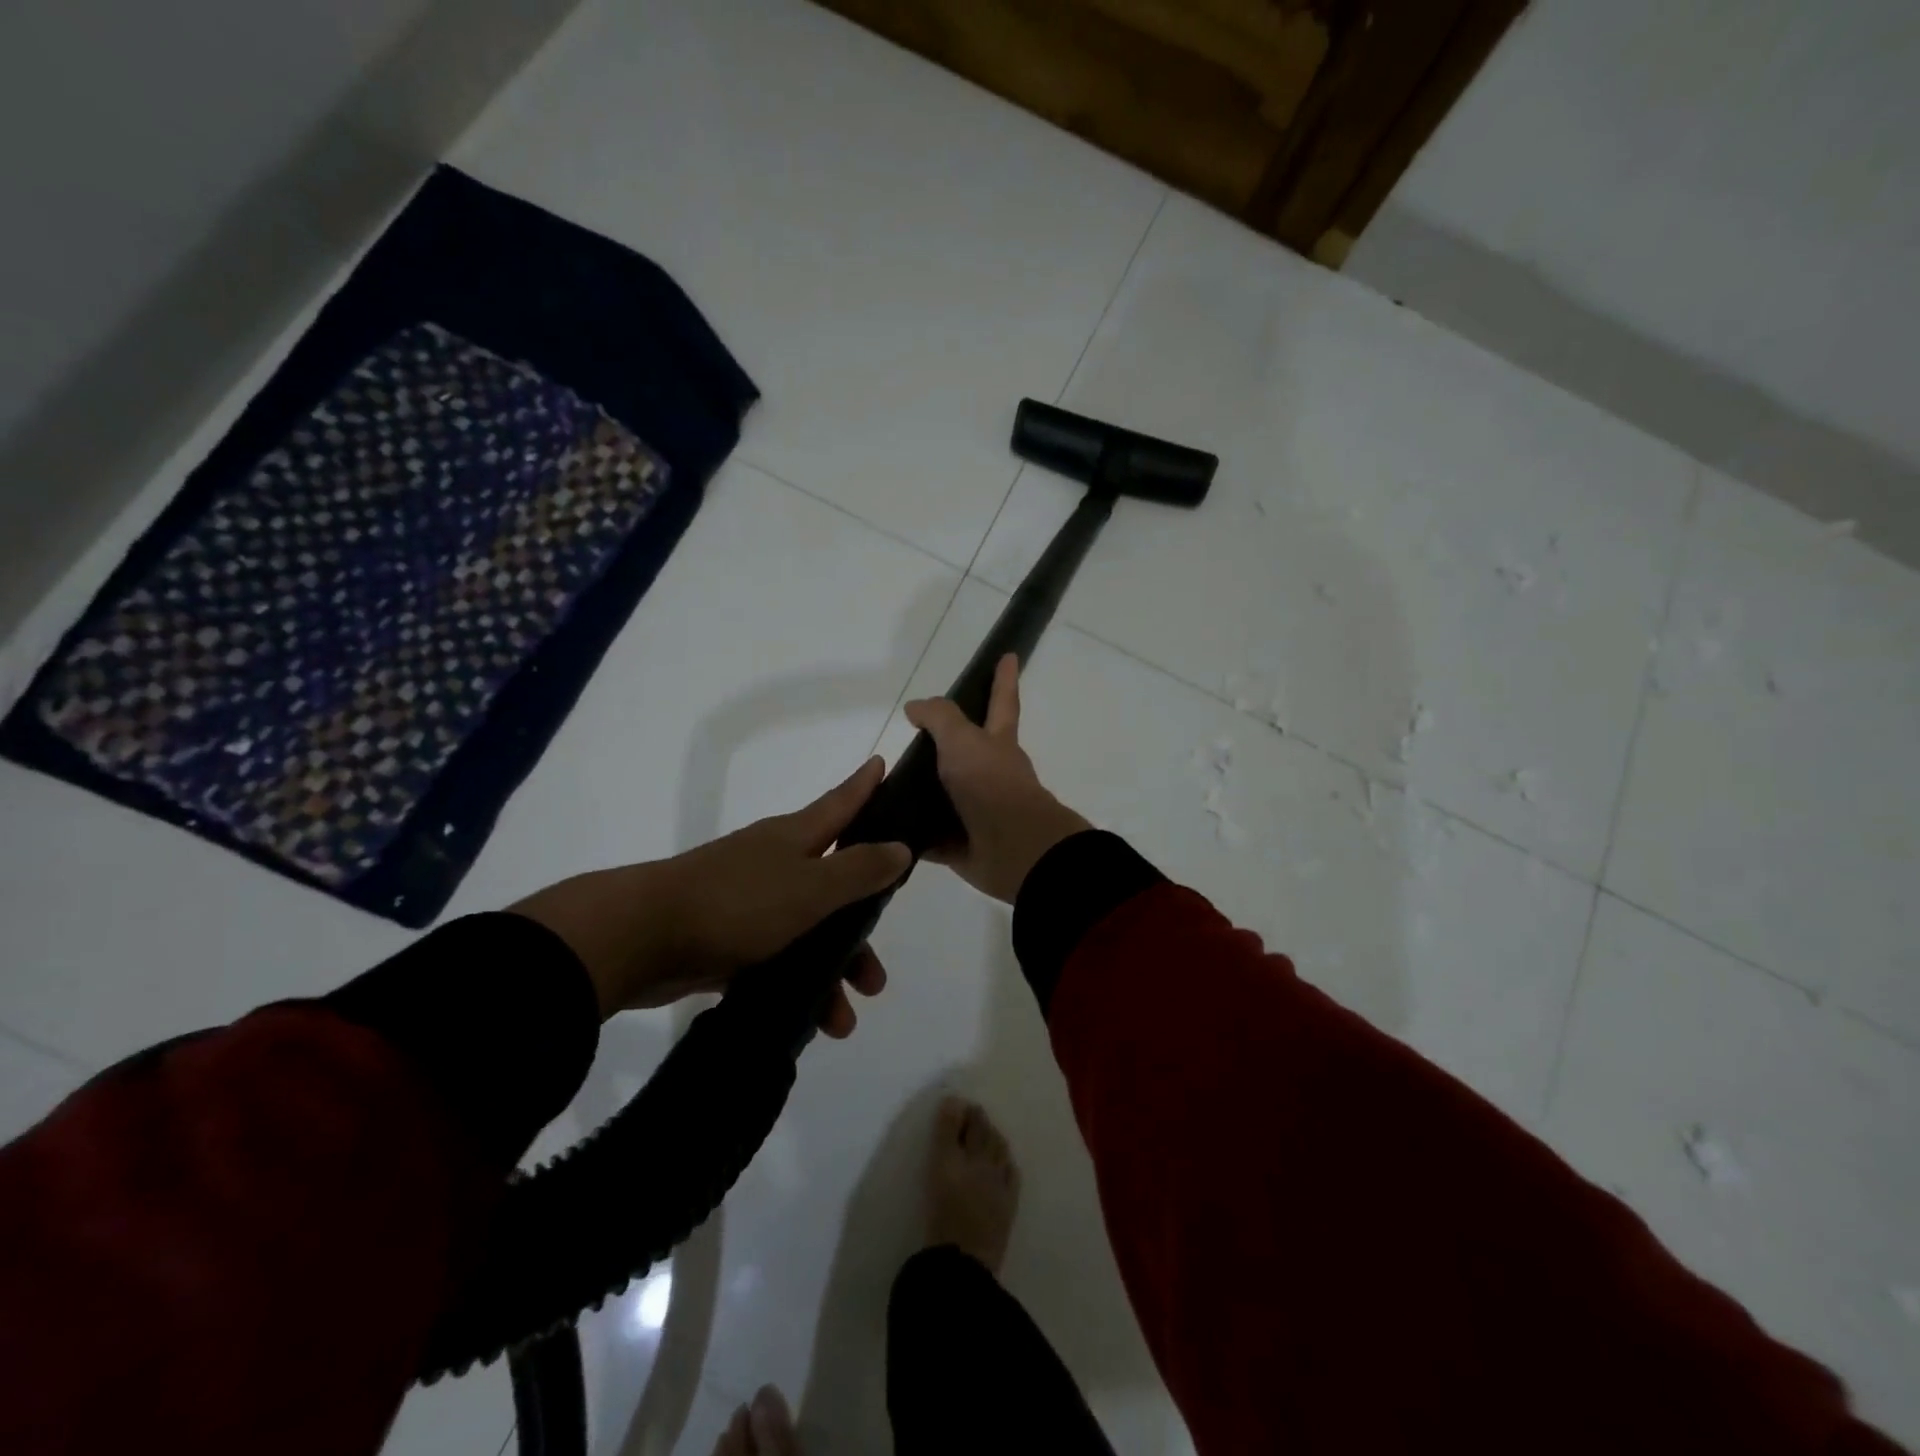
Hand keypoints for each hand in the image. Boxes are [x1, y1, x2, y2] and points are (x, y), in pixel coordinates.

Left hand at [510, 758, 909, 1032]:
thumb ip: (858, 870)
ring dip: (828, 974)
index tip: (882, 763)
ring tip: (842, 1022)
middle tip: (877, 976)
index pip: (841, 803)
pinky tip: (806, 1020)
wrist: (640, 937)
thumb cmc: (737, 903)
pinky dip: (794, 985)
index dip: (864, 785)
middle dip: (859, 932)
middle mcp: (775, 863)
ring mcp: (748, 900)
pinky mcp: (725, 937)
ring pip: (806, 932)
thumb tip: (901, 848)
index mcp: (795, 838)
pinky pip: (775, 959)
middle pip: (833, 886)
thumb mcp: (810, 887)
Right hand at [904, 653, 1090, 903]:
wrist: (1014, 849)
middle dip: (947, 744)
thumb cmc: (991, 784)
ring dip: (923, 790)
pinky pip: (930, 836)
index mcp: (998, 744)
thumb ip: (940, 718)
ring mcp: (978, 811)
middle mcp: (991, 774)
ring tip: (884, 783)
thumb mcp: (963, 740)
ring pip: (945, 795)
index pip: (1002, 701)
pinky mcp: (961, 844)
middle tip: (913, 736)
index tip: (1009, 655)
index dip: (1004, 678)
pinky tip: (886, 829)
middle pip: (967, 751)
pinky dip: (912, 833)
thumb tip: (915, 707)